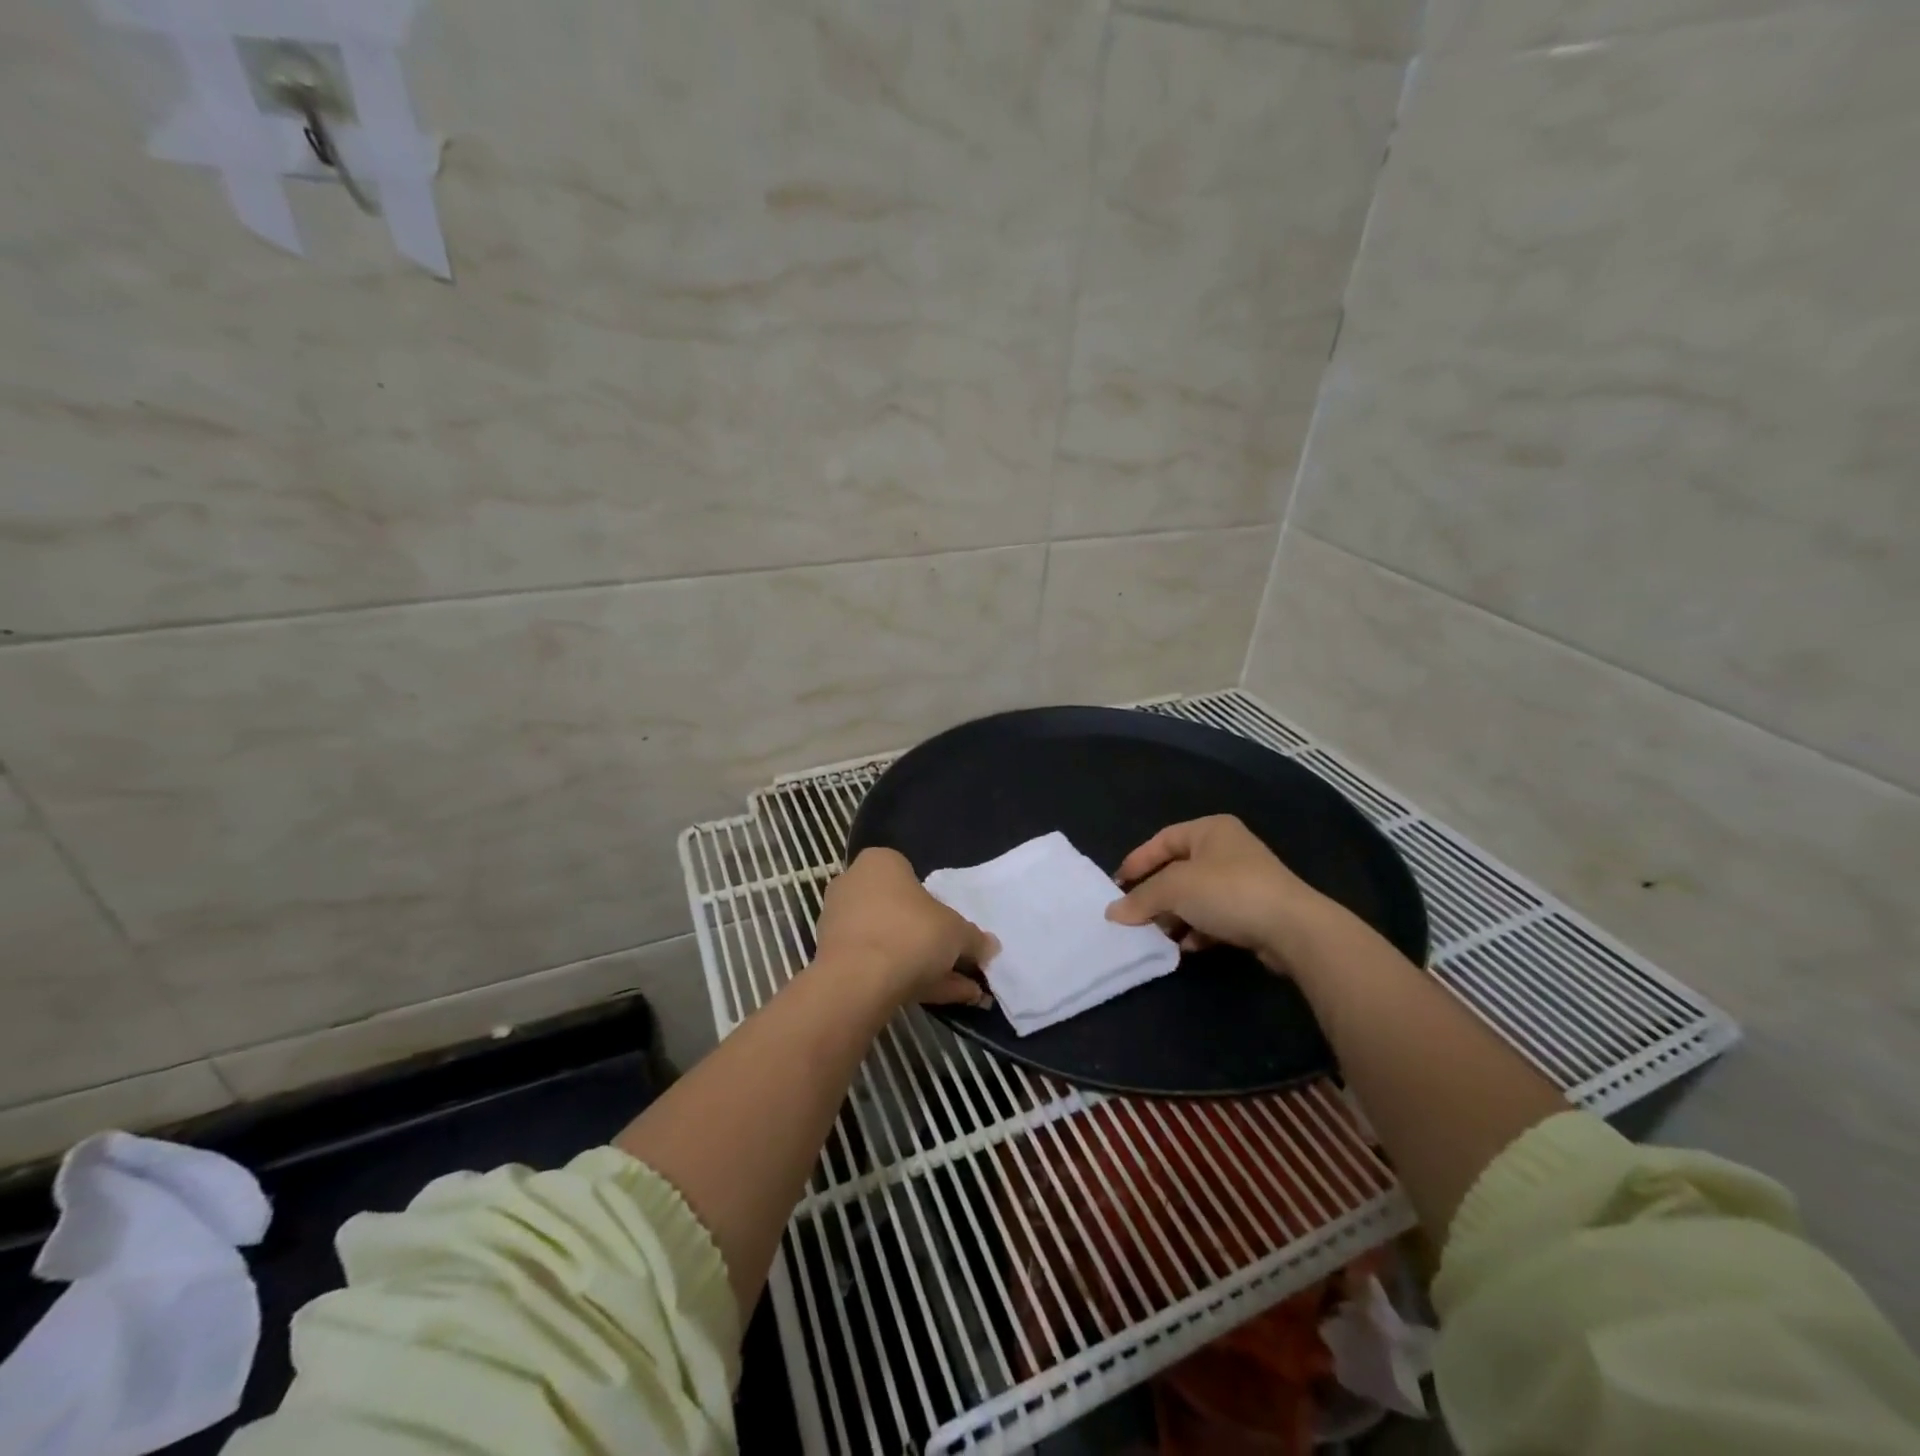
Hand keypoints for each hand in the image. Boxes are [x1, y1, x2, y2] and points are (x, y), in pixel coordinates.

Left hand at [814, 848, 997, 1007]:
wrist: (857, 982)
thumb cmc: (911, 934)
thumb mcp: (957, 933)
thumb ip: (974, 938)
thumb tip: (990, 946)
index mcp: (879, 863)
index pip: (911, 873)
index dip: (937, 902)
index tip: (954, 926)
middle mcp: (853, 885)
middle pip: (900, 910)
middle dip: (932, 938)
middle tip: (960, 960)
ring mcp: (840, 924)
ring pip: (891, 941)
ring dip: (925, 964)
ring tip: (963, 989)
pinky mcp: (834, 959)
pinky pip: (877, 964)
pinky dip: (908, 978)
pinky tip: (944, 999)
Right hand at [1104, 815, 1334, 971]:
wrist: (1293, 928)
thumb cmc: (1228, 891)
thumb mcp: (1174, 889)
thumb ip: (1141, 899)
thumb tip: (1113, 913)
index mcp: (1210, 829)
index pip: (1163, 839)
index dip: (1138, 861)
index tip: (1118, 885)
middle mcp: (1228, 849)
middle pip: (1179, 870)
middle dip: (1156, 895)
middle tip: (1136, 915)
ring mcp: (1245, 880)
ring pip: (1197, 896)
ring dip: (1176, 916)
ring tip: (1159, 935)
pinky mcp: (1255, 910)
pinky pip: (1216, 917)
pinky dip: (1199, 930)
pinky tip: (1188, 947)